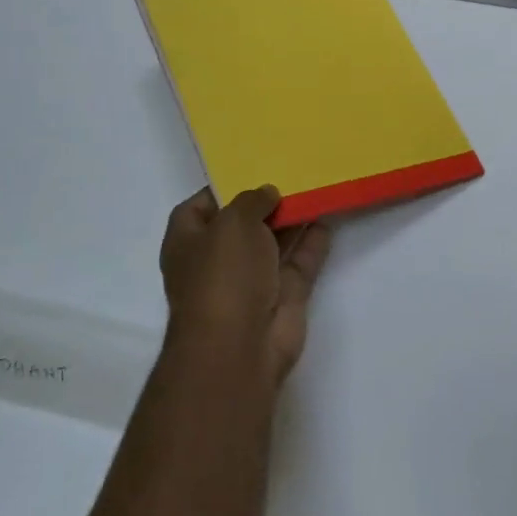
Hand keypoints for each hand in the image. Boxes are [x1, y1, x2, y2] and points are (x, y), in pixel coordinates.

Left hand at [159, 186, 332, 392]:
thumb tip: (267, 194)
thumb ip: (252, 201)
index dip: (221, 189)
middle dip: (264, 203)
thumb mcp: (232, 223)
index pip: (198, 208)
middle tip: (292, 174)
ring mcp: (252, 280)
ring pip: (275, 242)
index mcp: (188, 243)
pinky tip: (328, 216)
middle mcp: (218, 260)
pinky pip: (300, 262)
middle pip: (242, 225)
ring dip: (292, 219)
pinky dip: (313, 242)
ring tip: (315, 187)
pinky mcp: (284, 295)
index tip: (251, 169)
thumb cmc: (223, 276)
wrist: (240, 346)